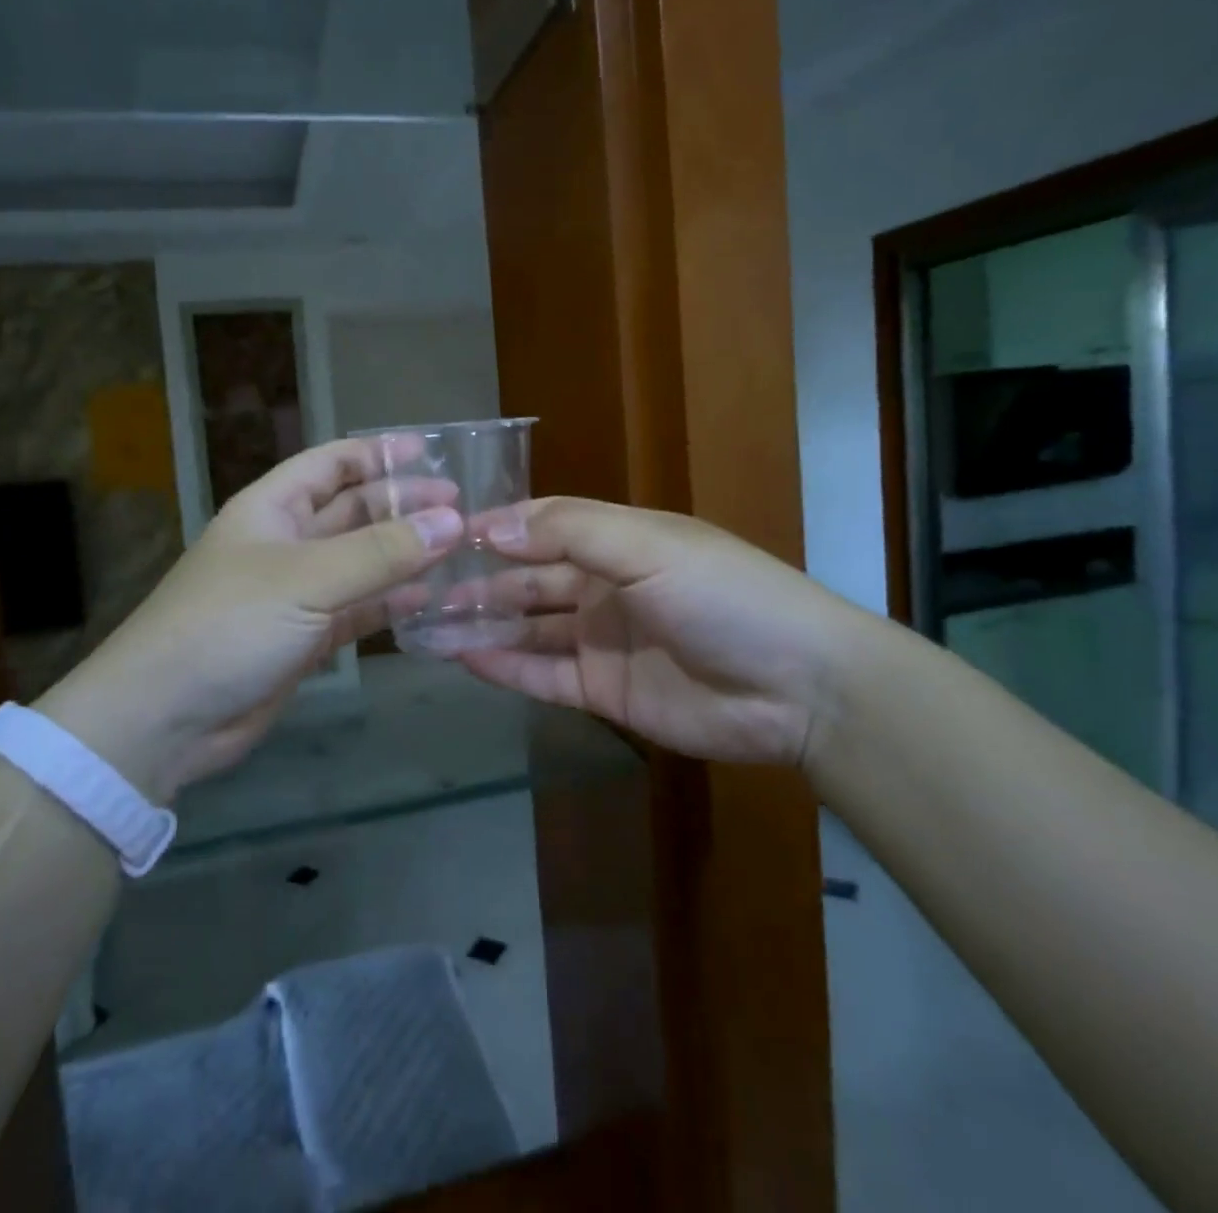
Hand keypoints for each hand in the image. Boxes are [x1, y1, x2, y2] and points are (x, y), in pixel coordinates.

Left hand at [35, 439, 461, 801]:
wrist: (164, 718)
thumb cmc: (228, 625)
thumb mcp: (306, 578)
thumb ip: (381, 551)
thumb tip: (452, 521)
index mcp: (272, 509)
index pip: (331, 464)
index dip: (377, 454)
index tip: (430, 452)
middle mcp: (286, 544)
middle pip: (353, 512)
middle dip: (403, 507)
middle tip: (461, 509)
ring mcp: (296, 594)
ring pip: (361, 563)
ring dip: (404, 556)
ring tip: (458, 551)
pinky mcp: (306, 638)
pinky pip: (358, 610)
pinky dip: (390, 604)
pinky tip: (428, 600)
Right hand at [459, 498, 878, 767]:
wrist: (798, 688)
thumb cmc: (724, 597)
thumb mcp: (649, 547)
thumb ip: (569, 532)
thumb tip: (491, 527)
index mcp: (619, 541)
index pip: (543, 525)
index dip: (496, 528)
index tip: (441, 535)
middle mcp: (604, 586)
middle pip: (529, 579)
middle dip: (480, 580)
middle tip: (420, 587)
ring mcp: (602, 641)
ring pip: (529, 628)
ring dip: (484, 624)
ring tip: (428, 624)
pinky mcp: (605, 692)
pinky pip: (544, 676)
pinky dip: (506, 667)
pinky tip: (464, 659)